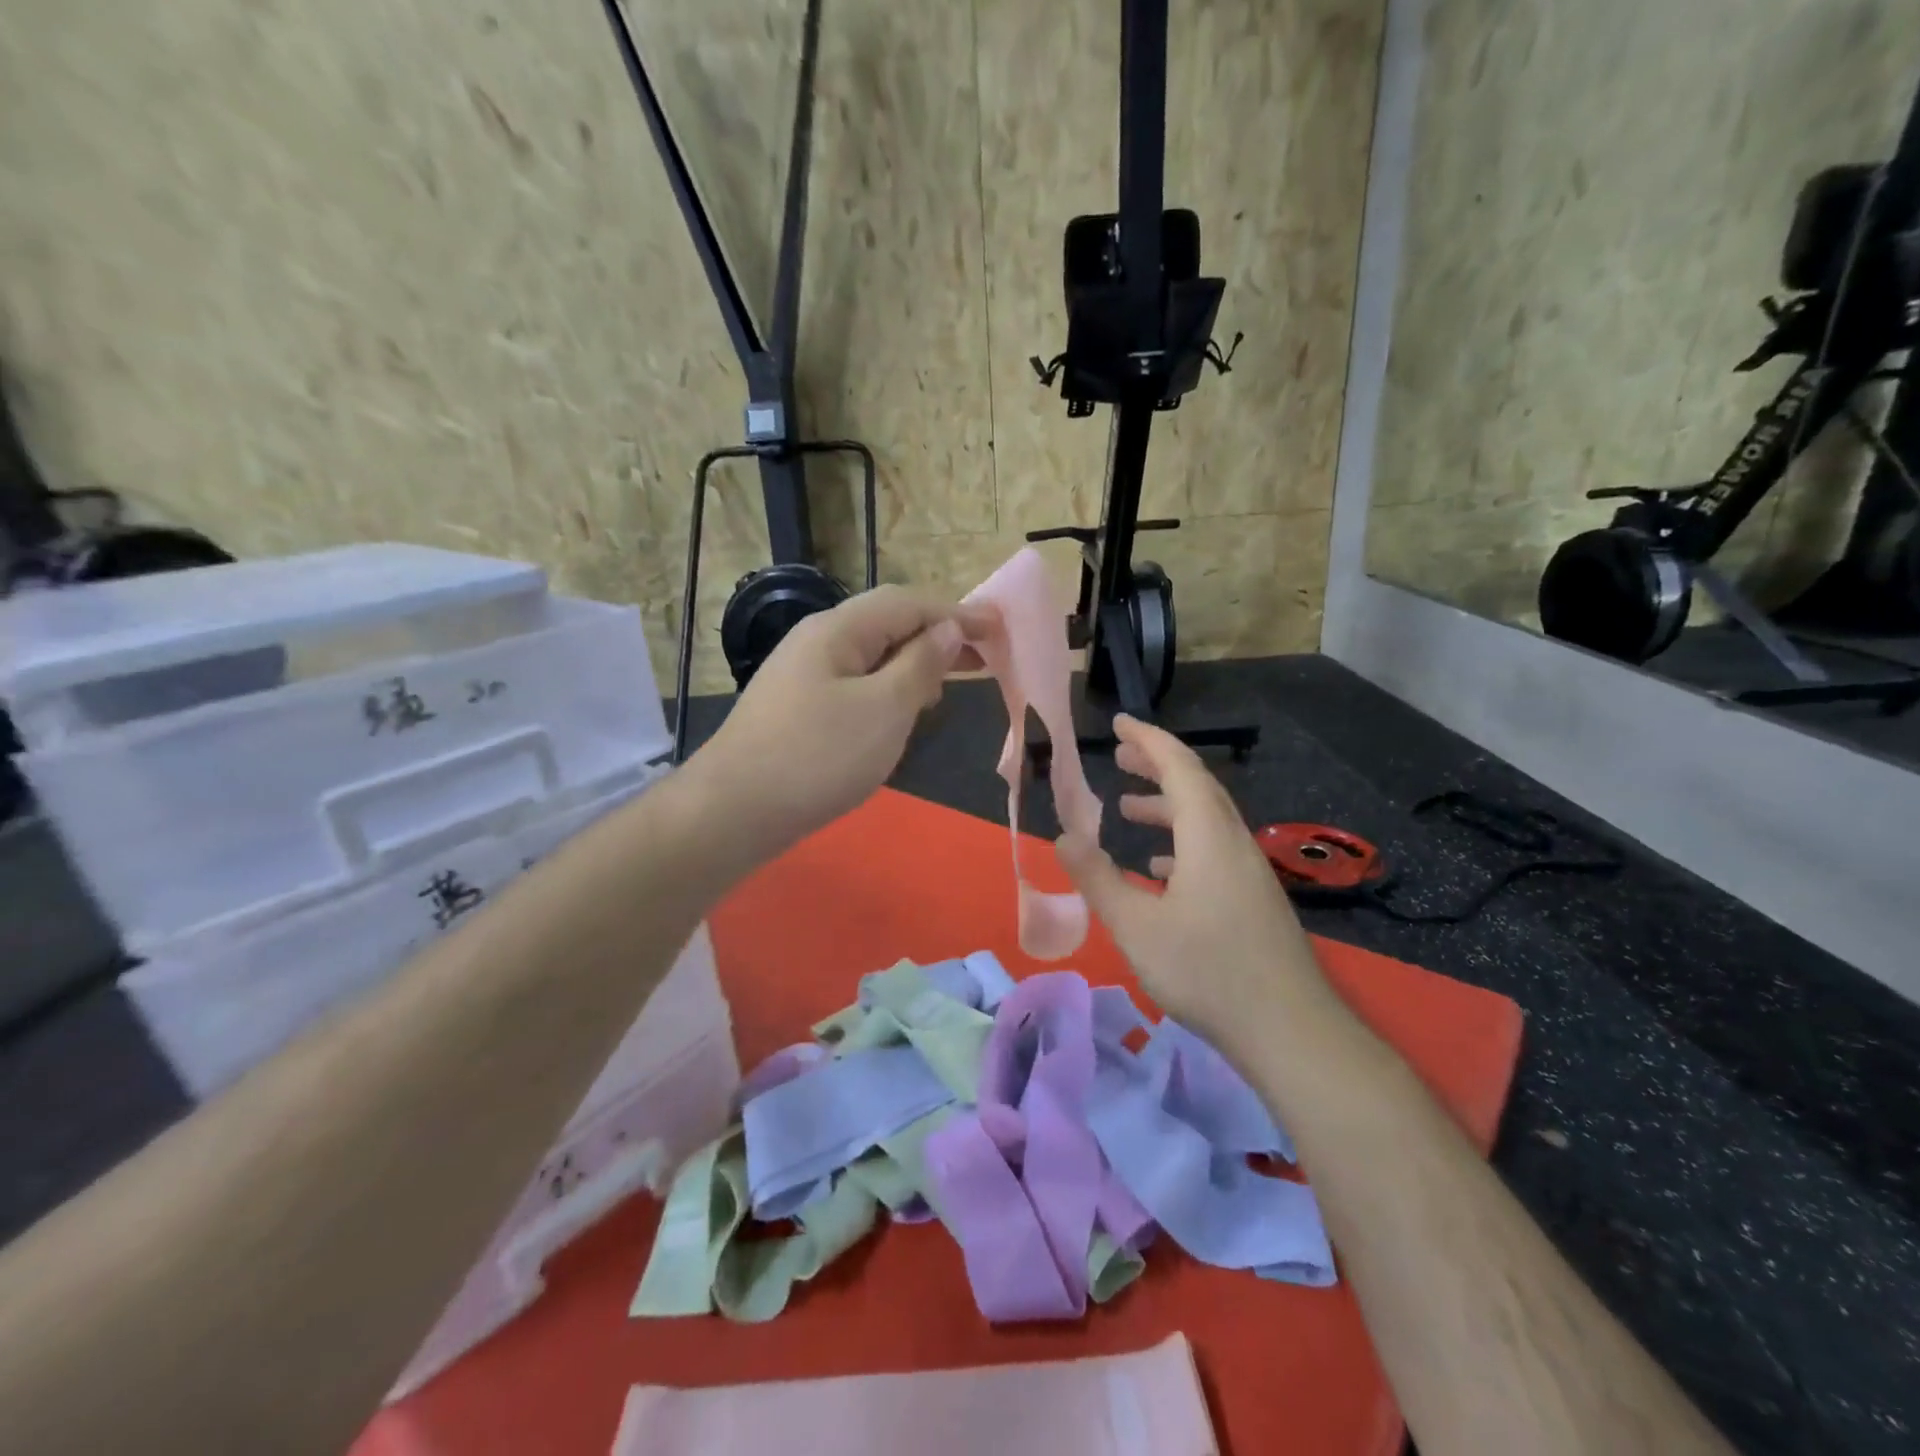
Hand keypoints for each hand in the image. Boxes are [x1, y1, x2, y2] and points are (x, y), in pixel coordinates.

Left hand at [690, 586, 985, 860]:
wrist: (732, 811)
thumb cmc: (817, 756)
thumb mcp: (884, 709)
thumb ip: (919, 665)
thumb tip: (946, 629)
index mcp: (839, 629)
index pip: (908, 603)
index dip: (957, 612)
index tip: (999, 630)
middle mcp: (818, 641)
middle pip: (888, 624)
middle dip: (938, 637)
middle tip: (983, 658)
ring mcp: (804, 676)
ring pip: (872, 656)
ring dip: (915, 663)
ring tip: (950, 683)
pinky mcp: (799, 709)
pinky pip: (856, 684)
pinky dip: (889, 689)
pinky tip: (903, 713)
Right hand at [1056, 715, 1333, 1048]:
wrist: (1290, 1030)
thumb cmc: (1207, 971)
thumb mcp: (1136, 926)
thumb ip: (1098, 878)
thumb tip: (1063, 837)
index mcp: (1208, 836)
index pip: (1180, 767)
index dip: (1148, 740)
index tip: (1119, 722)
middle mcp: (1233, 843)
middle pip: (1196, 787)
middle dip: (1156, 766)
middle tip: (1118, 757)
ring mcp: (1249, 872)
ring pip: (1205, 821)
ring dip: (1166, 806)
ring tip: (1127, 810)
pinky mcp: (1253, 899)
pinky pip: (1213, 850)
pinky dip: (1181, 843)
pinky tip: (1158, 870)